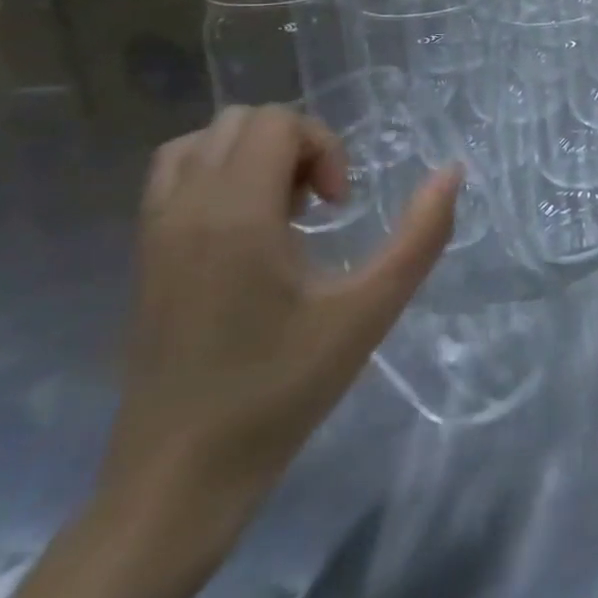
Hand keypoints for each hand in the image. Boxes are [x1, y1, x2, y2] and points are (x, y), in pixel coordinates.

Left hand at [100, 106, 460, 536]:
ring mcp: (155, 235)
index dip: (326, 148)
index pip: (276, 123)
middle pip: (241, 121)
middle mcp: (184, 210)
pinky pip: (176, 180)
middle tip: (324, 206)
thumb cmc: (281, 389)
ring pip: (200, 144)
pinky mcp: (145, 260)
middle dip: (297, 146)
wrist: (179, 475)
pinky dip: (221, 178)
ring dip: (255, 157)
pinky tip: (255, 234)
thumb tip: (452, 171)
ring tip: (290, 211)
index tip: (342, 208)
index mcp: (235, 216)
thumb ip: (421, 235)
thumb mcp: (371, 309)